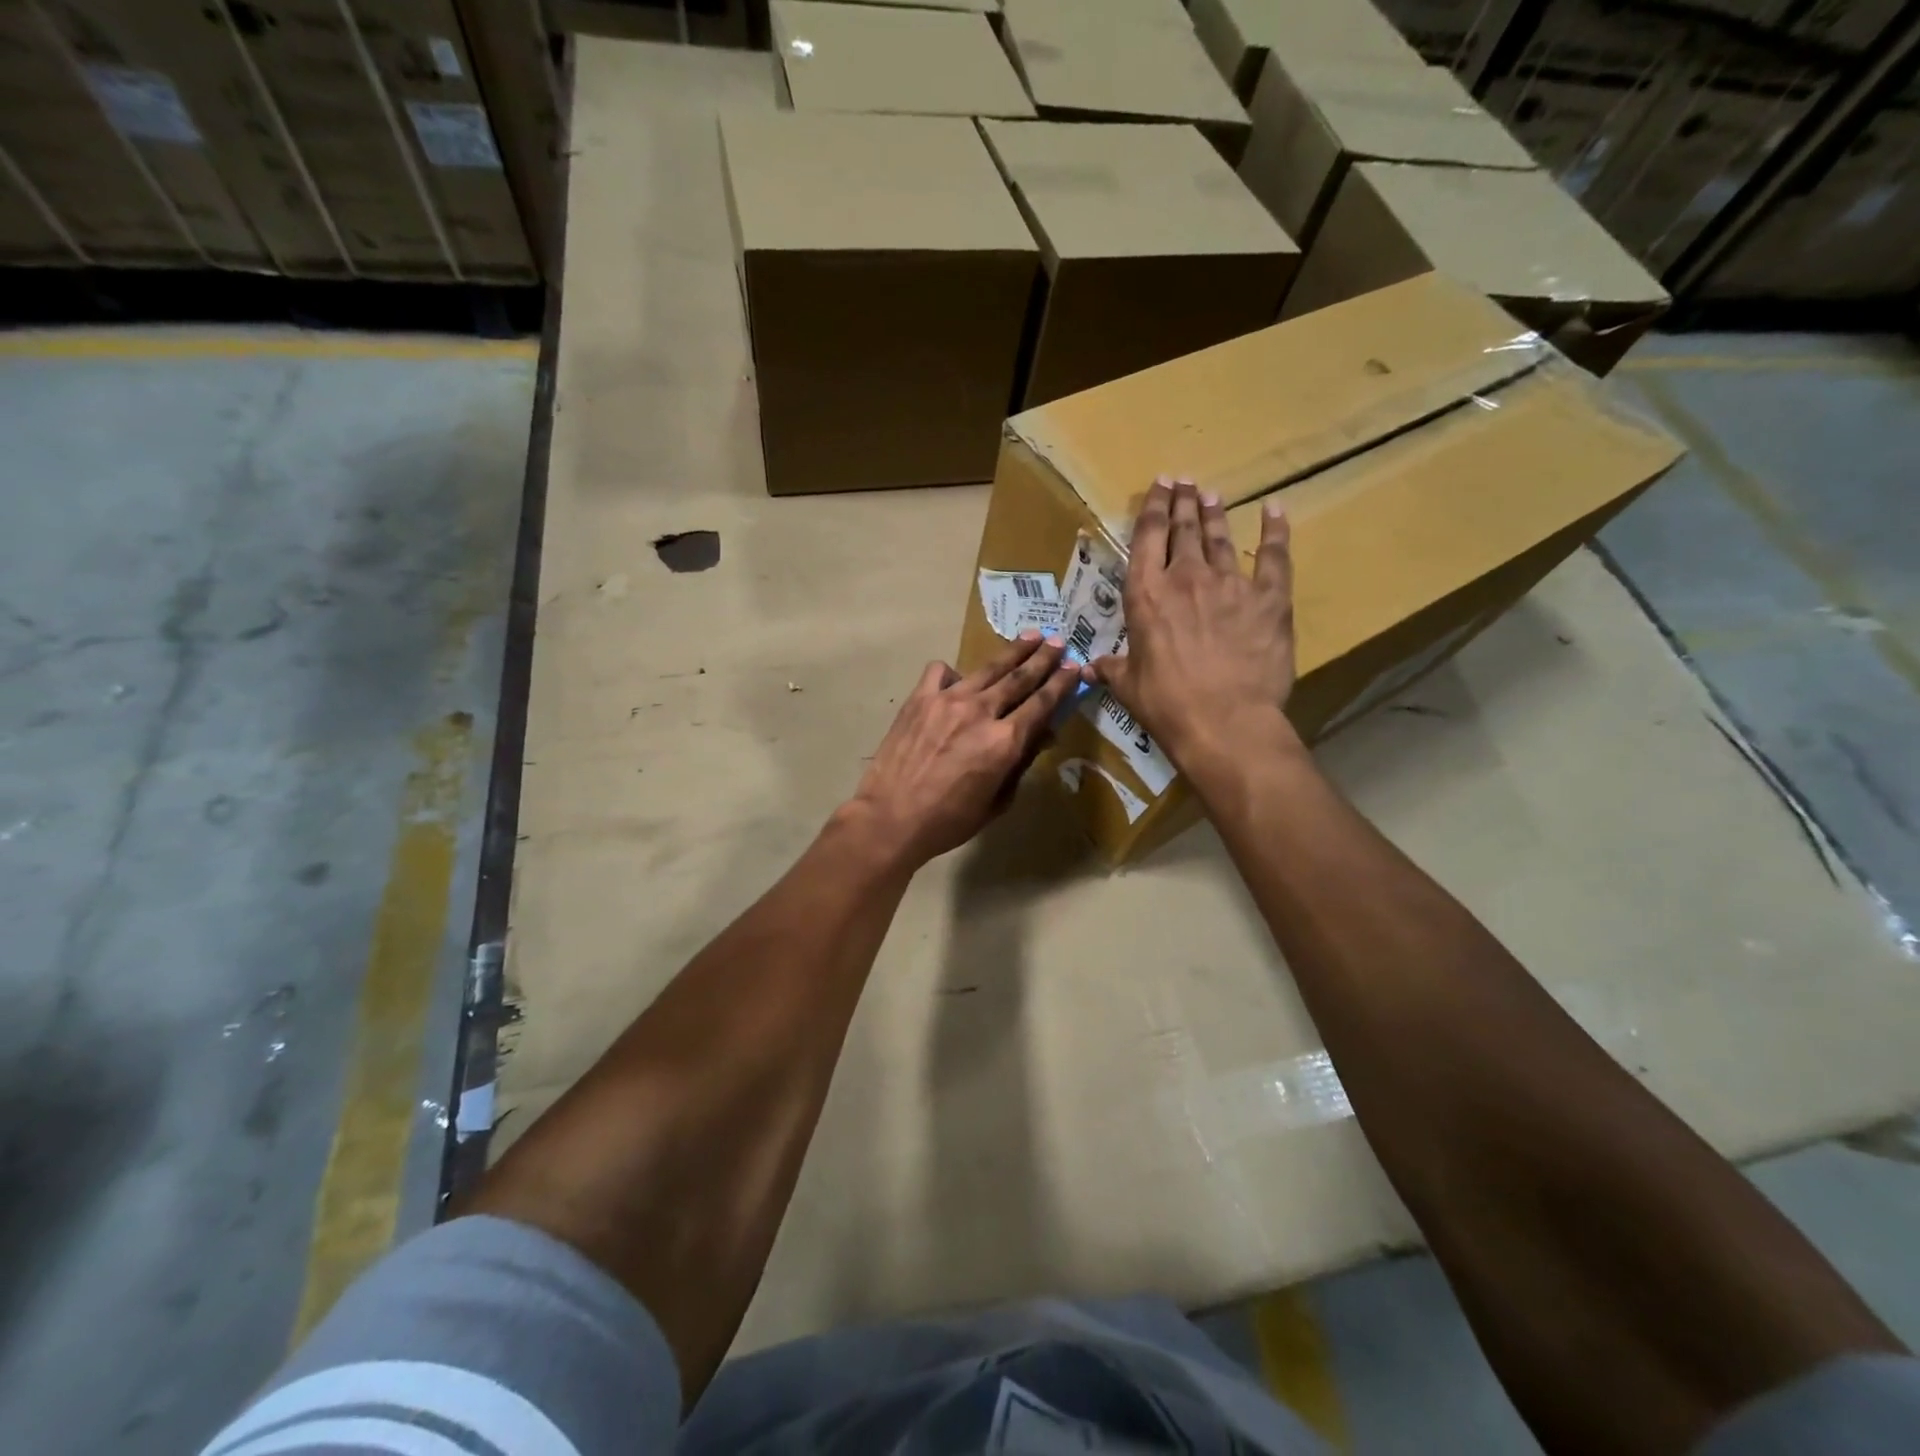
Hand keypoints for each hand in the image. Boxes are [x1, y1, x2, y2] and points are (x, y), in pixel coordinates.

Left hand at [848, 633, 1079, 866]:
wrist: (890, 818)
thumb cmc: (948, 821)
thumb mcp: (996, 802)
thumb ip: (1020, 764)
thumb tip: (1042, 736)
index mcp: (1004, 742)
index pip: (1042, 704)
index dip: (1061, 683)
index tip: (1074, 667)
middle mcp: (981, 712)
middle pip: (1020, 677)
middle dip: (1043, 658)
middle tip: (1059, 641)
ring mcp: (947, 700)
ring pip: (988, 668)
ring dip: (1012, 652)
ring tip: (1029, 637)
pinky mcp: (919, 698)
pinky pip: (941, 671)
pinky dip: (954, 672)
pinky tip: (958, 680)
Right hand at [1090, 477, 1296, 772]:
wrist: (1224, 721)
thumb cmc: (1167, 704)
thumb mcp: (1129, 686)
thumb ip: (1112, 668)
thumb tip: (1091, 667)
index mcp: (1146, 594)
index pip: (1147, 537)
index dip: (1153, 507)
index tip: (1159, 486)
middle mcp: (1186, 578)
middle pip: (1184, 528)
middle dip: (1183, 502)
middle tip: (1184, 482)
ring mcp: (1230, 583)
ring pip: (1221, 537)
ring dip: (1215, 513)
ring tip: (1212, 495)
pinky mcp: (1269, 597)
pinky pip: (1274, 556)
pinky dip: (1275, 531)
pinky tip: (1275, 510)